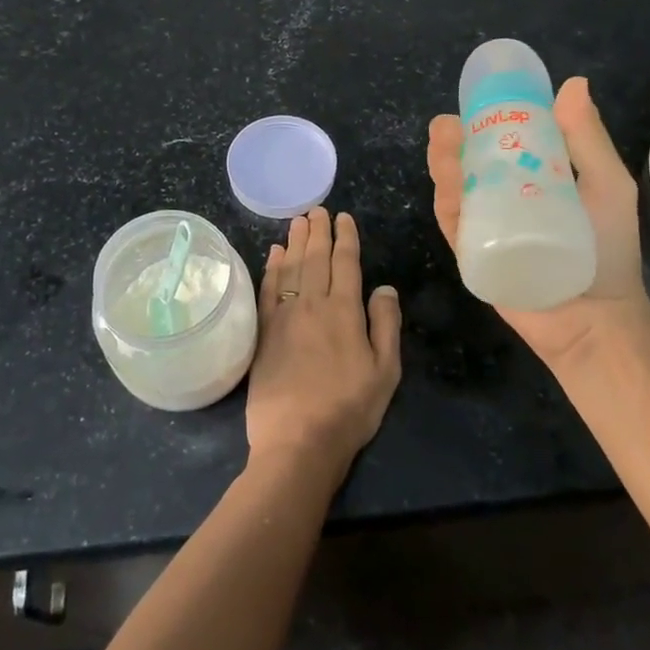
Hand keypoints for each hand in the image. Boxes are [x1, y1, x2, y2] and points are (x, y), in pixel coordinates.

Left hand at [247, 208, 401, 475]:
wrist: (297, 440)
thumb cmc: (349, 408)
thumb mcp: (385, 371)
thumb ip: (386, 324)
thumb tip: (385, 286)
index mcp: (345, 311)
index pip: (346, 263)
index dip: (346, 238)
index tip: (344, 217)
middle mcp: (312, 304)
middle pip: (315, 258)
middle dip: (318, 231)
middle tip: (317, 209)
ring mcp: (284, 316)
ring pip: (290, 267)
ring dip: (295, 242)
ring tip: (297, 221)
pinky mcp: (263, 332)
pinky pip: (267, 289)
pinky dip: (271, 267)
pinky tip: (273, 253)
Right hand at [428, 76, 649, 371]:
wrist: (597, 320)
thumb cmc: (609, 251)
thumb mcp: (608, 186)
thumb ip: (588, 139)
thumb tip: (572, 83)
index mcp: (535, 178)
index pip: (502, 142)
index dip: (484, 119)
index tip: (474, 100)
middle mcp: (505, 199)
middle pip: (469, 163)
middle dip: (453, 142)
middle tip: (448, 126)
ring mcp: (487, 227)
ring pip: (455, 190)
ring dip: (444, 165)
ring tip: (443, 145)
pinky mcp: (473, 255)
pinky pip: (454, 226)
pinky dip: (447, 203)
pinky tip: (446, 184)